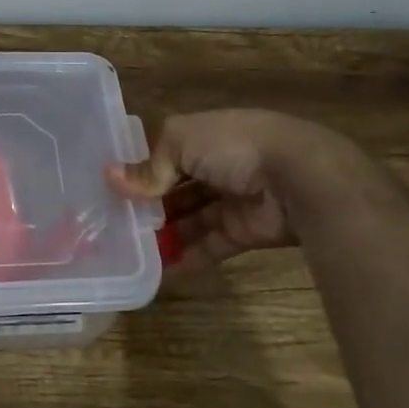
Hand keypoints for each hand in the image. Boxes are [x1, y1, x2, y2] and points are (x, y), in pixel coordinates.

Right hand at [107, 109, 351, 268]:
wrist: (300, 178)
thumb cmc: (233, 146)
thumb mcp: (180, 143)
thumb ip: (148, 166)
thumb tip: (110, 179)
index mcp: (202, 135)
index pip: (162, 152)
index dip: (137, 169)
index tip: (108, 189)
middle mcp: (216, 164)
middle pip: (174, 187)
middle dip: (148, 205)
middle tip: (113, 225)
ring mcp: (231, 199)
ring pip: (190, 218)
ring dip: (163, 233)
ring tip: (129, 251)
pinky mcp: (244, 231)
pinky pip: (209, 245)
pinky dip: (187, 258)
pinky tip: (160, 272)